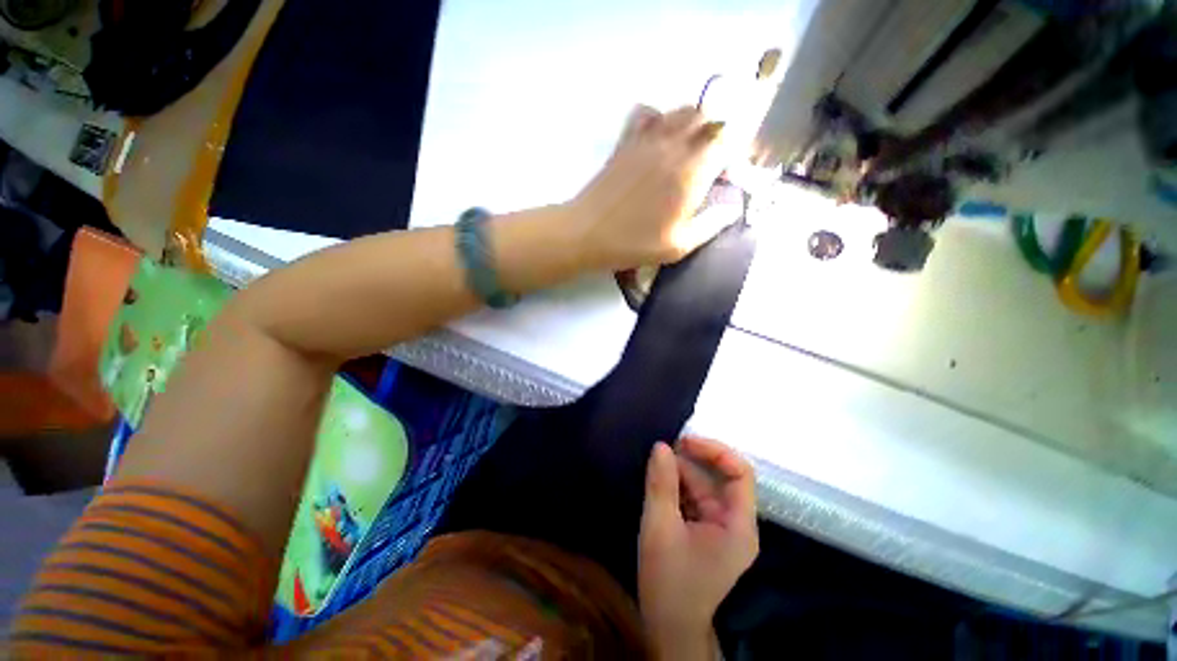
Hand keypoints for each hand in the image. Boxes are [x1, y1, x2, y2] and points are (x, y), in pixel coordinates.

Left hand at [569, 106, 735, 270]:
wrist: (587, 233)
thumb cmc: (633, 244)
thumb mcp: (678, 246)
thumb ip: (711, 225)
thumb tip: (733, 208)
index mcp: (692, 172)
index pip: (729, 139)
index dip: (736, 153)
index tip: (729, 174)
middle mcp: (674, 146)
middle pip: (709, 118)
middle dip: (719, 136)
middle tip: (711, 165)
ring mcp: (648, 139)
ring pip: (682, 111)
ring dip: (694, 126)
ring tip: (689, 153)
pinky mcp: (626, 141)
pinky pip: (648, 112)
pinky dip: (660, 118)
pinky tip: (658, 141)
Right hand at [638, 438, 758, 651]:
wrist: (668, 627)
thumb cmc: (668, 582)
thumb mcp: (659, 528)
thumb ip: (661, 484)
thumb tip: (660, 445)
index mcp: (738, 526)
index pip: (740, 473)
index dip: (715, 451)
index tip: (683, 442)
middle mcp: (736, 523)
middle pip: (718, 478)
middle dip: (689, 462)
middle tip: (660, 452)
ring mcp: (721, 528)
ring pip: (703, 486)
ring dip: (679, 474)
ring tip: (654, 467)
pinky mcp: (707, 531)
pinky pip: (694, 499)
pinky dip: (677, 488)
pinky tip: (658, 483)